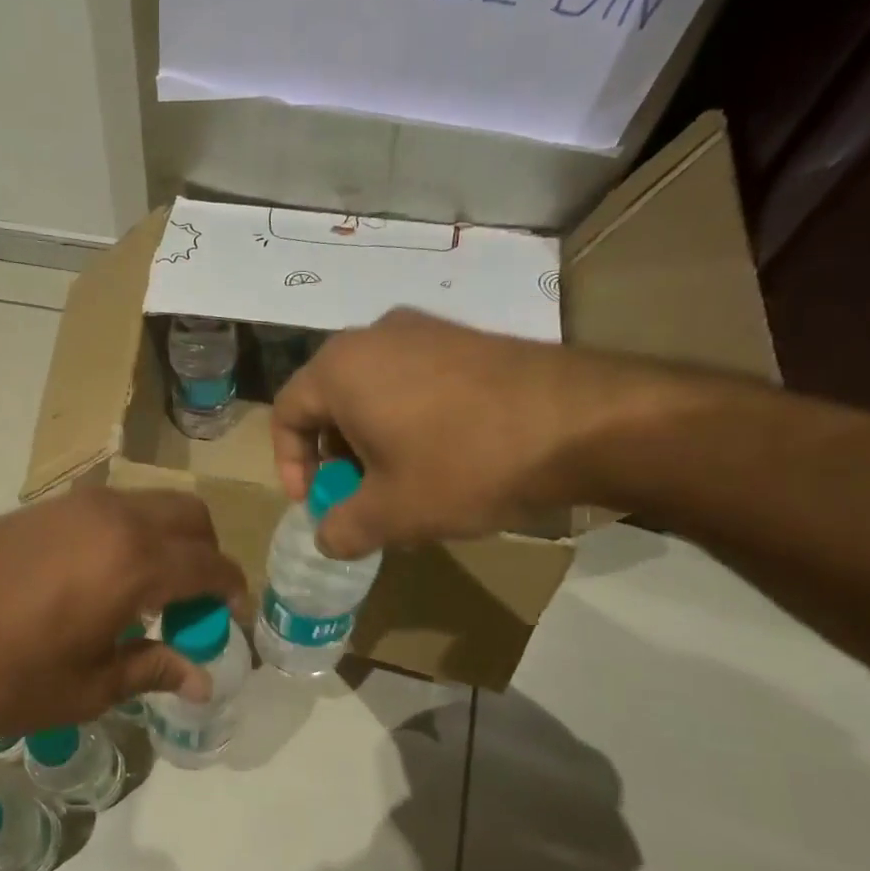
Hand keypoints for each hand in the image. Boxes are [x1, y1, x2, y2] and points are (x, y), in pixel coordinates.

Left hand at [0, 488, 247, 736]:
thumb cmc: (0, 675)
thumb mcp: (85, 688)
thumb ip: (151, 670)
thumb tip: (202, 678)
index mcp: (135, 562)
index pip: (212, 565)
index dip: (234, 594)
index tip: (233, 622)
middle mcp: (114, 518)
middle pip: (190, 518)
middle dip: (207, 557)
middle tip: (193, 607)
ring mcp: (74, 505)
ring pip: (151, 505)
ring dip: (168, 541)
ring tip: (149, 596)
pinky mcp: (43, 506)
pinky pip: (111, 509)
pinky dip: (131, 534)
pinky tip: (105, 580)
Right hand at [270, 309, 658, 557]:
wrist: (583, 423)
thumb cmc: (463, 464)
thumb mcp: (391, 513)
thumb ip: (342, 529)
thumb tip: (326, 539)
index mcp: (340, 368)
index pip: (286, 414)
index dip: (290, 466)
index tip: (314, 503)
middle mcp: (374, 336)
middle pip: (330, 401)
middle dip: (335, 456)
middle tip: (357, 496)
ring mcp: (426, 331)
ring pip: (373, 391)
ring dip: (372, 441)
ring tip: (401, 484)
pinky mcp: (467, 339)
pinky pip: (414, 381)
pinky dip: (408, 421)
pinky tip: (442, 459)